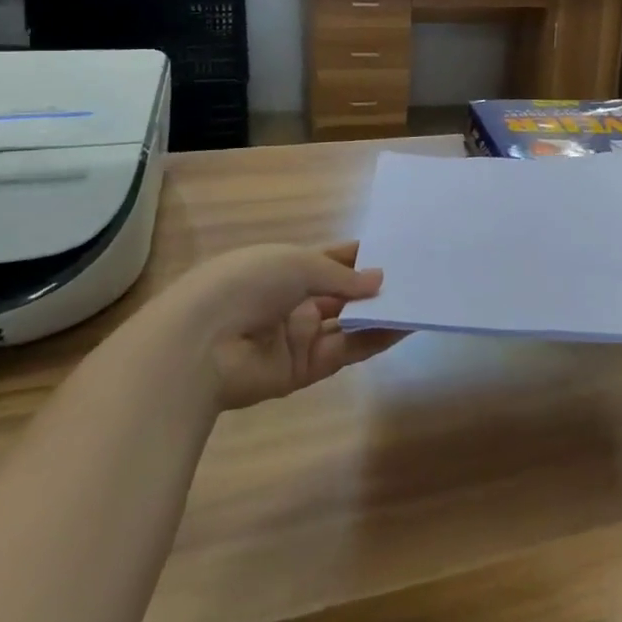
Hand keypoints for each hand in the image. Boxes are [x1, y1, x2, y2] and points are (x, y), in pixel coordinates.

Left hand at [159, 243, 399, 409]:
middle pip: (342, 293)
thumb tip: (379, 281)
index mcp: (284, 268)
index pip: (329, 260)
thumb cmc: (247, 284)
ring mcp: (298, 336)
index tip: (397, 252)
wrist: (200, 344)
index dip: (360, 257)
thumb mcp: (298, 264)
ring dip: (380, 313)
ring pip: (348, 323)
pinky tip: (404, 326)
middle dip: (374, 287)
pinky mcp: (304, 369)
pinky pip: (346, 350)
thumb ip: (342, 276)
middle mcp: (292, 301)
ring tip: (420, 301)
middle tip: (418, 278)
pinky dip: (374, 339)